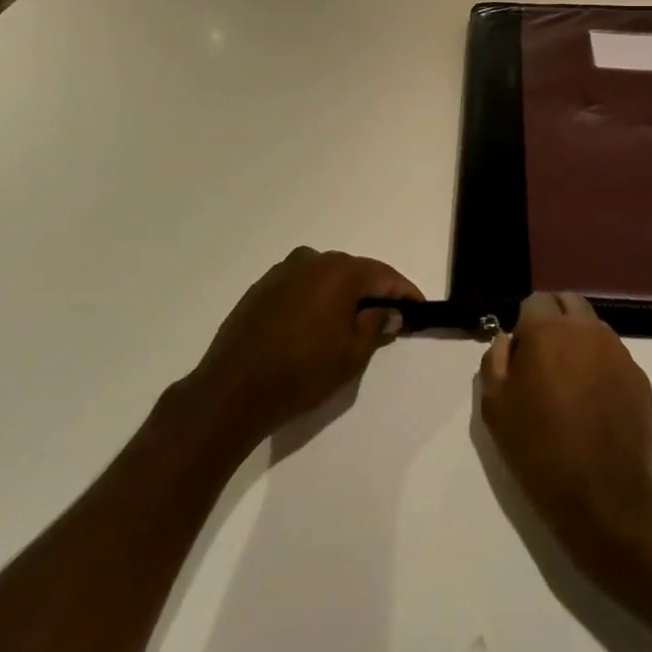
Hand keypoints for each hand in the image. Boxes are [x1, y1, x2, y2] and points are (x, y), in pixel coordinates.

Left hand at [182, 247, 421, 456]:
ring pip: (326, 276)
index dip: (404, 291)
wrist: (231, 391)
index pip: (383, 275)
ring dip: (342, 295)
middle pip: (354, 271)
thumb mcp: (350, 356)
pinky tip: (315, 324)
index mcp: (339, 272)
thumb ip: (375, 326)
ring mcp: (283, 271)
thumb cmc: (300, 373)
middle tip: (387, 317)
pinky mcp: (262, 287)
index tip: (419, 307)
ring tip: (351, 322)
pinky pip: (301, 285)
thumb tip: (389, 310)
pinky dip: (316, 298)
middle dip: (373, 292)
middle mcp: (312, 260)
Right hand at [479, 292, 651, 567]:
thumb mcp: (495, 408)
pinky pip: (613, 356)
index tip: (521, 356)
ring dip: (578, 341)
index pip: (535, 301)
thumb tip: (507, 341)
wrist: (604, 498)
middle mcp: (586, 329)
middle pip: (568, 303)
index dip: (525, 324)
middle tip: (544, 360)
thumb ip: (494, 362)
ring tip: (570, 385)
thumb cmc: (540, 450)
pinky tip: (594, 404)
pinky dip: (600, 366)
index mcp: (549, 330)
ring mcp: (617, 351)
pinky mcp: (639, 377)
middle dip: (554, 320)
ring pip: (592, 328)